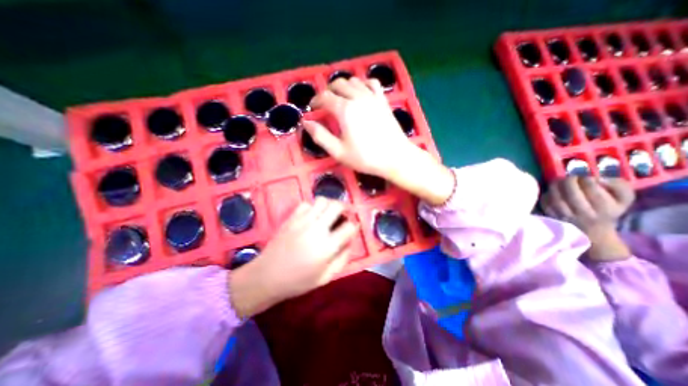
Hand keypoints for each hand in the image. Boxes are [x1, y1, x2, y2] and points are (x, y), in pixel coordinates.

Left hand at [232, 198, 360, 317]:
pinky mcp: (291, 218)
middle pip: (337, 206)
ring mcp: (302, 221)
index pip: (349, 227)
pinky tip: (313, 216)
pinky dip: (313, 207)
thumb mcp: (326, 277)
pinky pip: (306, 204)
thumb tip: (350, 241)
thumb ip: (342, 258)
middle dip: (345, 208)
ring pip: (322, 201)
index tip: (352, 229)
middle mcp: (316, 229)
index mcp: (327, 246)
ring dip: (330, 205)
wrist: (266, 276)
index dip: (354, 226)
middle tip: (344, 215)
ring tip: (329, 214)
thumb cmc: (298, 281)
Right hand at [302, 76, 455, 206]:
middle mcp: (358, 98)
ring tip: (340, 99)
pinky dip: (362, 84)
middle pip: (338, 84)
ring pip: (354, 81)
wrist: (395, 157)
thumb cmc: (366, 157)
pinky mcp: (383, 100)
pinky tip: (360, 93)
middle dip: (327, 91)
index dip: (315, 101)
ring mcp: (372, 97)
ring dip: (343, 87)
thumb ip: (320, 136)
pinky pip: (371, 83)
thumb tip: (306, 122)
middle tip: (324, 104)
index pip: (325, 97)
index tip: (312, 108)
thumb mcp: (338, 152)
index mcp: (345, 110)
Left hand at [543, 177, 632, 262]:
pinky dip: (547, 194)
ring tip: (559, 181)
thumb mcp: (623, 199)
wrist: (594, 233)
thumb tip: (600, 178)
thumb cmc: (608, 211)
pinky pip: (546, 203)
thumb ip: (619, 186)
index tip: (584, 176)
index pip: (593, 189)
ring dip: (555, 186)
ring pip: (556, 198)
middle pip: (572, 194)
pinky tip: (552, 191)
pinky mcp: (552, 217)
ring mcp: (566, 216)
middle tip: (569, 177)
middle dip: (569, 181)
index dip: (585, 179)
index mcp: (605, 208)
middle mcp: (584, 213)